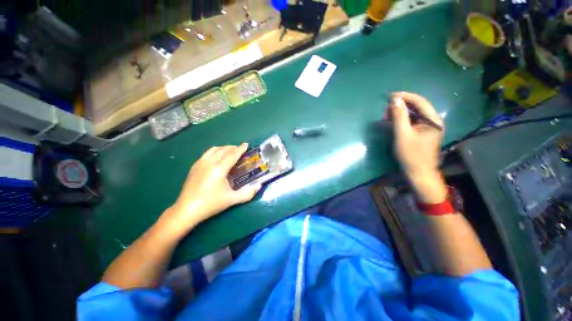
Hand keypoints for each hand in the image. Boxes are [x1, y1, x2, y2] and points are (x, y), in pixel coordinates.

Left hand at [162, 143, 261, 233]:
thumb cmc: (211, 204)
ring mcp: (200, 164)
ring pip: (213, 150)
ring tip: (229, 151)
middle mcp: (209, 163)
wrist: (187, 210)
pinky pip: (206, 154)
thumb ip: (248, 193)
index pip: (232, 155)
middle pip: (223, 150)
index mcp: (219, 169)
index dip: (240, 149)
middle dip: (232, 147)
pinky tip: (216, 157)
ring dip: (223, 148)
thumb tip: (259, 186)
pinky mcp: (194, 167)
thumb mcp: (232, 199)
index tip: (246, 144)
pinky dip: (214, 152)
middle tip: (239, 149)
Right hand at [390, 92, 446, 202]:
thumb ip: (399, 116)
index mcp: (433, 120)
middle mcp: (433, 121)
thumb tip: (395, 100)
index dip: (405, 96)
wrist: (418, 173)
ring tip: (387, 116)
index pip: (420, 101)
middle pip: (417, 107)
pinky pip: (412, 121)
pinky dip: (402, 120)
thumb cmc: (411, 154)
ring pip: (413, 114)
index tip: (390, 96)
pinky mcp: (422, 133)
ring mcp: (428, 127)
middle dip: (401, 105)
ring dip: (400, 113)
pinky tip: (393, 122)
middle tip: (386, 110)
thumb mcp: (402, 134)